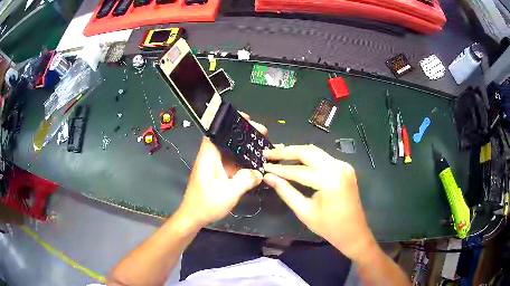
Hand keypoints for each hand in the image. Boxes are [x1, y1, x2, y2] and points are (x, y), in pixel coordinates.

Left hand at [178, 114, 266, 227]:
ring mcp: (216, 166)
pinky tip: (258, 162)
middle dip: (245, 135)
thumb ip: (245, 180)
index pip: (217, 132)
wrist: (194, 217)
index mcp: (209, 156)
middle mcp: (211, 157)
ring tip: (264, 145)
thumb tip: (259, 172)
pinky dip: (245, 161)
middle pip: (228, 139)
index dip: (231, 123)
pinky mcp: (220, 174)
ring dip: (246, 148)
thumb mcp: (228, 193)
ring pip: (232, 151)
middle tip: (263, 133)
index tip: (247, 120)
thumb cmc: (206, 204)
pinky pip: (234, 162)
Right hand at [263, 145, 376, 261]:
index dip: (279, 168)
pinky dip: (308, 157)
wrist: (353, 232)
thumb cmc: (328, 227)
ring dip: (296, 152)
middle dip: (286, 152)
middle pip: (308, 152)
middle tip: (268, 153)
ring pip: (315, 151)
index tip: (263, 165)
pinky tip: (295, 160)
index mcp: (330, 180)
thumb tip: (268, 177)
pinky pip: (323, 157)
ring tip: (278, 154)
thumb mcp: (304, 211)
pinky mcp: (345, 167)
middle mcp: (338, 167)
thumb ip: (286, 191)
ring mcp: (344, 165)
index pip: (299, 170)